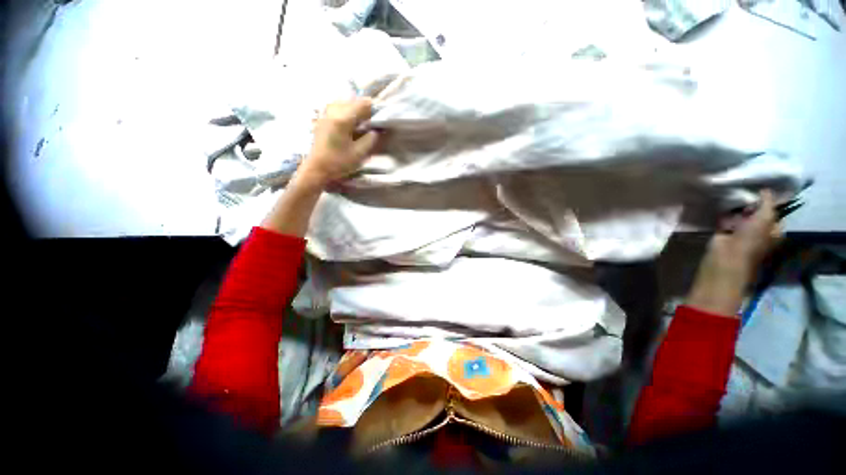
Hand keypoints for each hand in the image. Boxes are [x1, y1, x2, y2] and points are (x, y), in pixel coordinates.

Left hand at [297, 98, 379, 187]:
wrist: (317, 169)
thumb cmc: (338, 163)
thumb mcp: (359, 153)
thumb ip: (370, 139)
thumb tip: (375, 130)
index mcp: (343, 119)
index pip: (363, 103)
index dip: (374, 109)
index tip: (380, 119)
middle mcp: (333, 111)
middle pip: (353, 100)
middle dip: (365, 109)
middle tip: (372, 123)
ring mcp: (325, 113)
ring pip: (345, 103)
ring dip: (355, 110)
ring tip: (362, 124)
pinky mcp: (322, 118)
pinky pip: (337, 108)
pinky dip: (347, 113)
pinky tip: (350, 125)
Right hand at [706, 190, 781, 281]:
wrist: (727, 254)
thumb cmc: (752, 239)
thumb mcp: (765, 218)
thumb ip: (767, 203)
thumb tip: (766, 189)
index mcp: (773, 230)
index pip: (773, 212)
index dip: (769, 202)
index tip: (762, 190)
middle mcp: (759, 231)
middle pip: (756, 213)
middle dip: (751, 203)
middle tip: (747, 191)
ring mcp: (741, 232)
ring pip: (741, 215)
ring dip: (737, 207)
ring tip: (734, 193)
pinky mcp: (724, 231)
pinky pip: (726, 218)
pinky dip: (724, 212)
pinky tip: (723, 202)